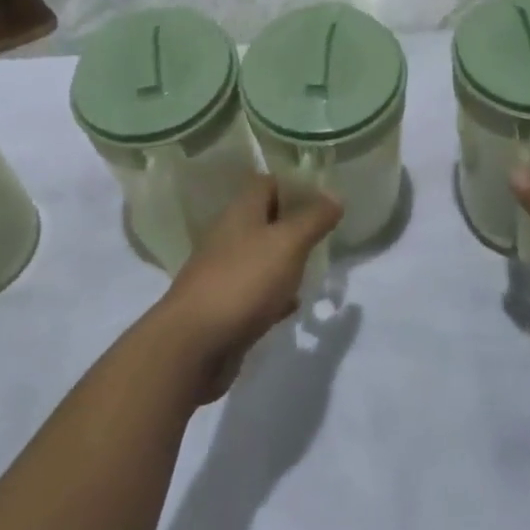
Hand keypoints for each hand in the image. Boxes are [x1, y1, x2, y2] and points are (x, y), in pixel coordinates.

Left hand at [152, 176, 340, 404]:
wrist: (194, 346)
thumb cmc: (244, 281)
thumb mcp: (288, 243)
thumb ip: (314, 218)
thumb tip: (335, 196)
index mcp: (241, 212)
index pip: (268, 183)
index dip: (295, 185)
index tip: (325, 197)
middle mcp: (229, 236)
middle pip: (265, 219)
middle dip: (295, 225)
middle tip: (326, 233)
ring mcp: (225, 273)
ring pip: (262, 256)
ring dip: (287, 260)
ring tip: (316, 265)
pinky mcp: (225, 307)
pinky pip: (256, 292)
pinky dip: (275, 294)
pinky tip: (294, 304)